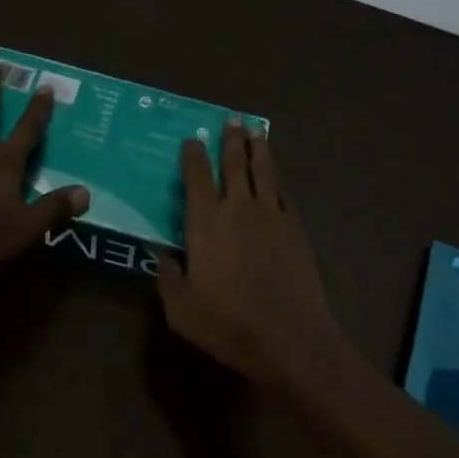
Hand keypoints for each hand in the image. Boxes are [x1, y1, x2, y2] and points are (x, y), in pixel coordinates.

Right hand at [157, 120, 345, 385]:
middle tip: (232, 119)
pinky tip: (277, 176)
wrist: (289, 338)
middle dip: (231, 140)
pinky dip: (278, 180)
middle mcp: (238, 210)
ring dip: (259, 148)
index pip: (197, 178)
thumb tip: (162, 255)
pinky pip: (284, 194)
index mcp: (205, 224)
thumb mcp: (180, 309)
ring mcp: (272, 217)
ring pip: (264, 171)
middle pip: (234, 164)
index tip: (192, 138)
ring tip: (256, 131)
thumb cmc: (228, 325)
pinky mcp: (296, 230)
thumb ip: (168, 278)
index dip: (193, 155)